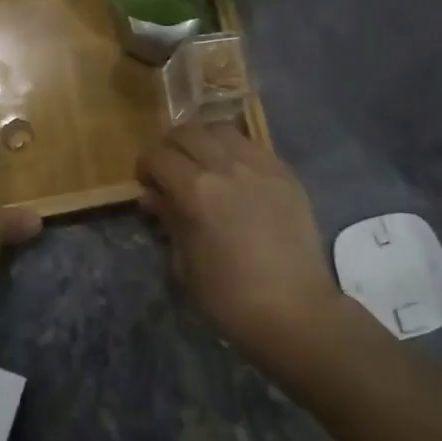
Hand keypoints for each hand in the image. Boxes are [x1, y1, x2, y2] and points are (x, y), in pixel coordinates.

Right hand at [137, 125, 344, 365]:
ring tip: (205, 164)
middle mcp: (226, 165)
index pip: (158, 155)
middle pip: (187, 132)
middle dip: (171, 147)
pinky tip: (237, 174)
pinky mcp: (285, 173)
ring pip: (221, 129)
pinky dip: (235, 151)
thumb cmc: (230, 297)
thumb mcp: (185, 263)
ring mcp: (260, 165)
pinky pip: (253, 145)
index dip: (145, 166)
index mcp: (196, 189)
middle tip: (171, 171)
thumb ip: (168, 219)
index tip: (147, 183)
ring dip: (204, 141)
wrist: (296, 311)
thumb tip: (152, 196)